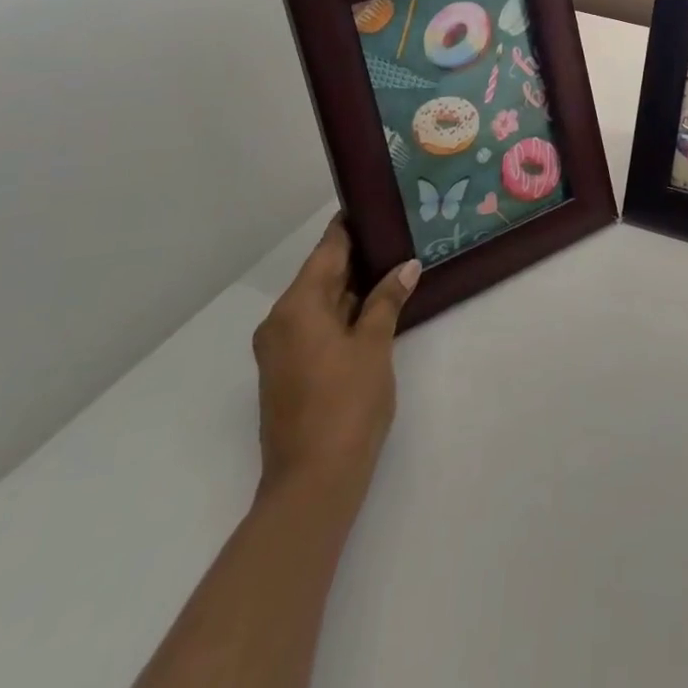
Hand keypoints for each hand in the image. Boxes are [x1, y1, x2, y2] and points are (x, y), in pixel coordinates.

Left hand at [251, 218, 419, 509]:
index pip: (327, 250)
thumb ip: (387, 300)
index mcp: (297, 307)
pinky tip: (376, 306)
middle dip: (358, 256)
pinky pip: (317, 325)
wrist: (312, 482)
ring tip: (395, 264)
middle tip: (398, 233)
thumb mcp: (374, 345)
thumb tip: (406, 266)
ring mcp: (281, 349)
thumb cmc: (346, 404)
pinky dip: (344, 312)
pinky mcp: (289, 371)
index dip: (351, 226)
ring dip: (354, 286)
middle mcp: (281, 321)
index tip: (376, 205)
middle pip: (322, 275)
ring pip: (321, 302)